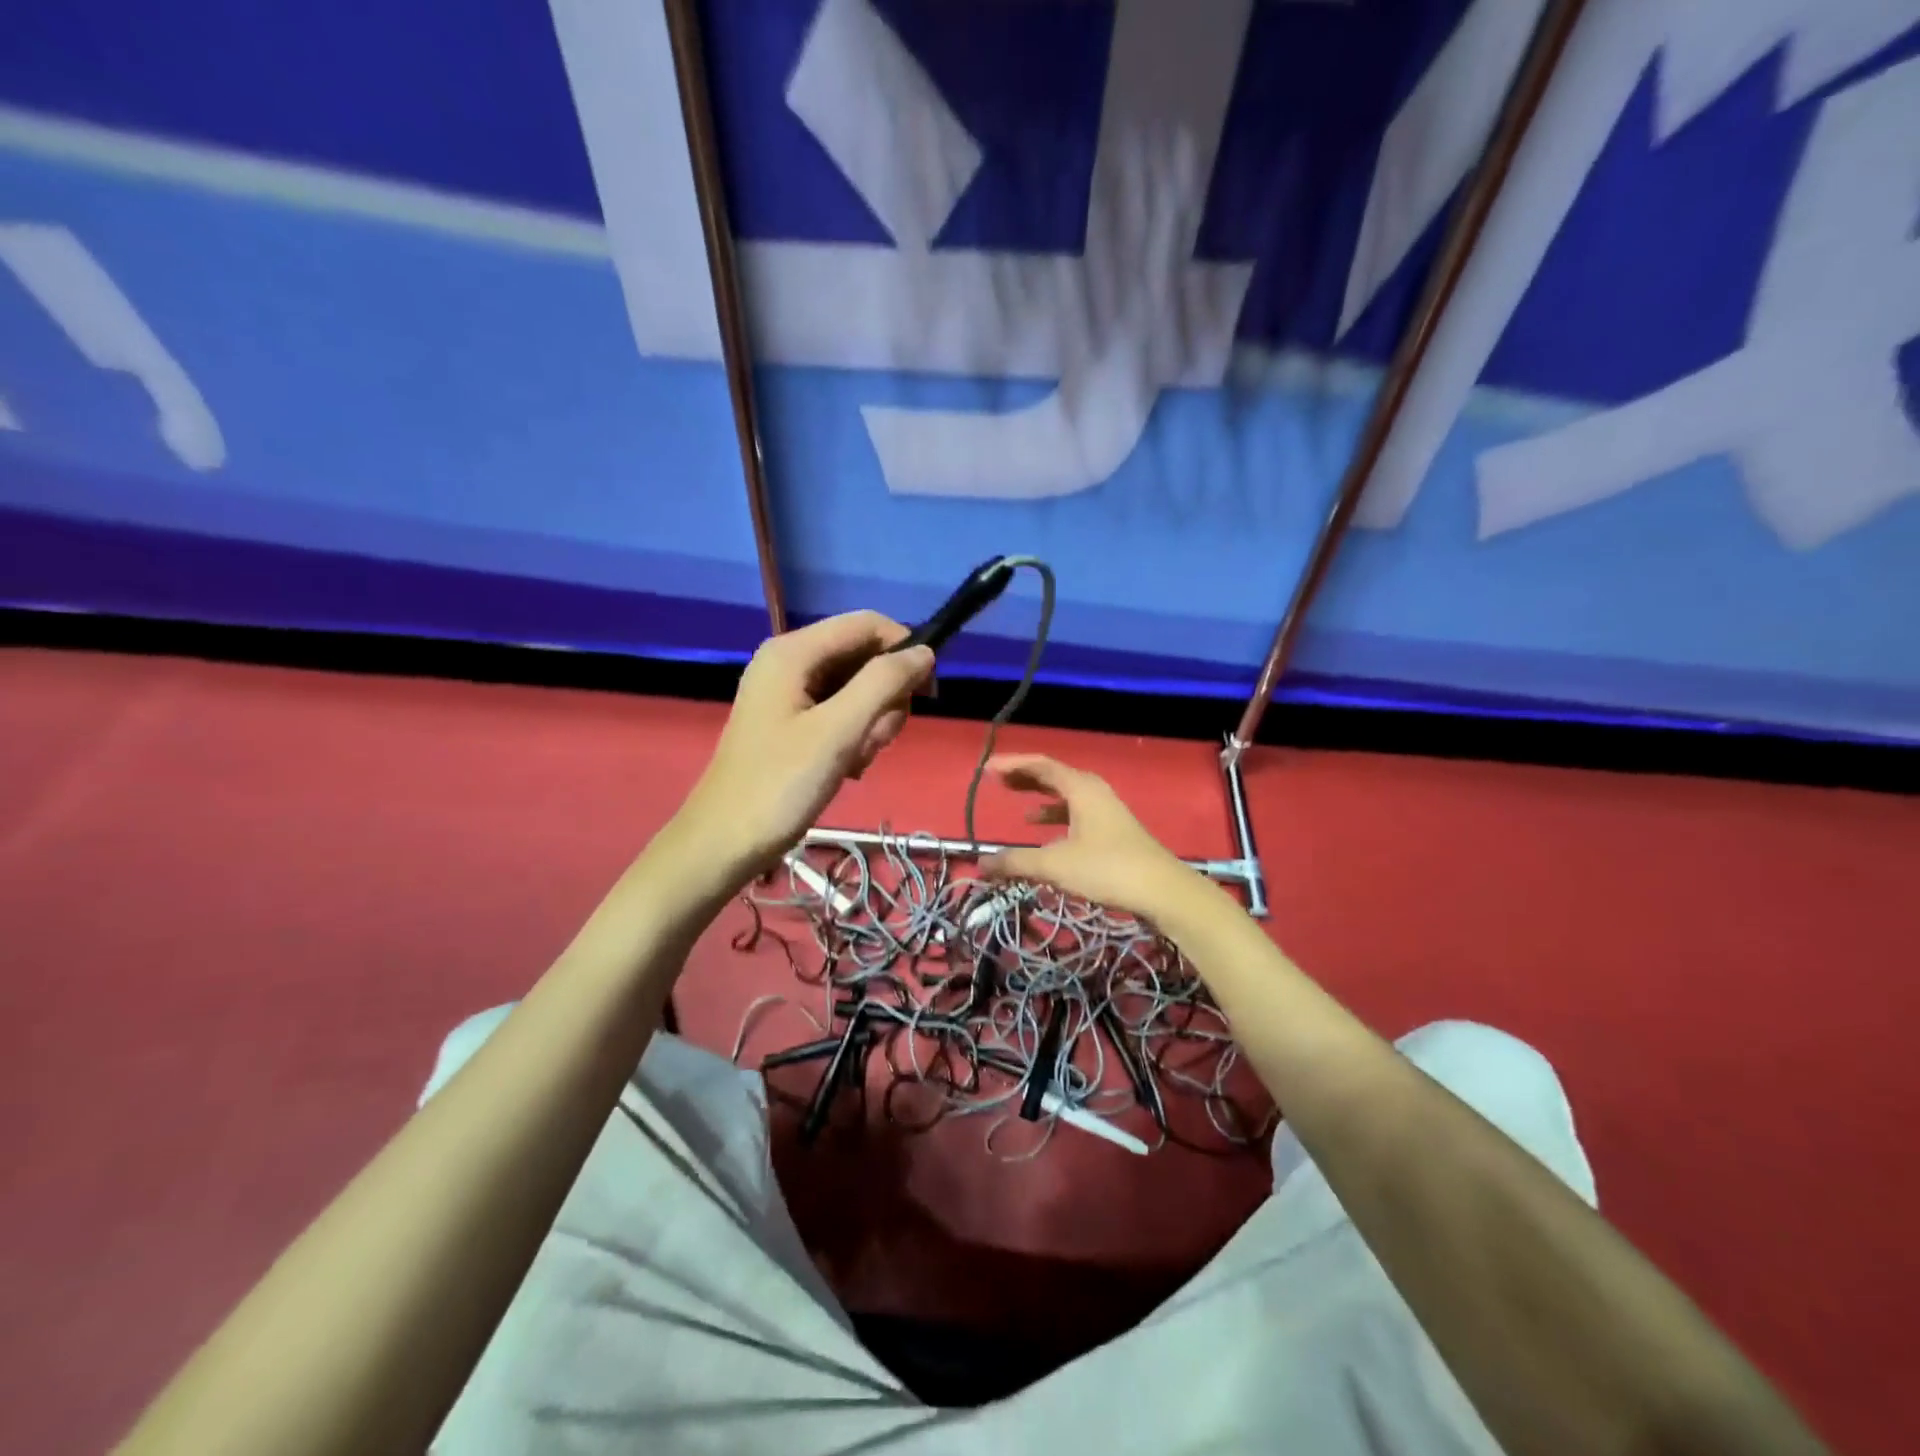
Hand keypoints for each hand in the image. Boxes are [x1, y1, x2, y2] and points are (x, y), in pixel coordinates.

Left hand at [676, 611, 933, 882]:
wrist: (724, 842)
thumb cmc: (780, 784)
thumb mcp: (839, 731)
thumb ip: (883, 683)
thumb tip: (926, 652)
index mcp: (793, 651)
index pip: (867, 625)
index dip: (904, 650)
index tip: (927, 694)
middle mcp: (790, 662)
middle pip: (864, 657)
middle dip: (884, 698)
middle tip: (876, 740)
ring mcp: (789, 693)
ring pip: (857, 689)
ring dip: (871, 724)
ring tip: (857, 760)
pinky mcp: (791, 722)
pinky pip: (840, 713)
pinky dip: (854, 737)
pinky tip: (847, 768)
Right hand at [979, 754, 1197, 918]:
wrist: (1162, 890)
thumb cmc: (1107, 869)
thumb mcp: (1055, 865)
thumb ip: (1016, 862)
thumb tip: (981, 864)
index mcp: (1081, 788)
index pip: (1041, 765)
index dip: (1011, 764)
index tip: (985, 769)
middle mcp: (1094, 791)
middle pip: (1054, 775)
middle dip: (1024, 777)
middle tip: (997, 781)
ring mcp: (1106, 810)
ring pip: (1066, 794)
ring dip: (1040, 796)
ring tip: (1017, 803)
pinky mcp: (1112, 829)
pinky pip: (1076, 812)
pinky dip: (1056, 816)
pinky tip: (1045, 832)